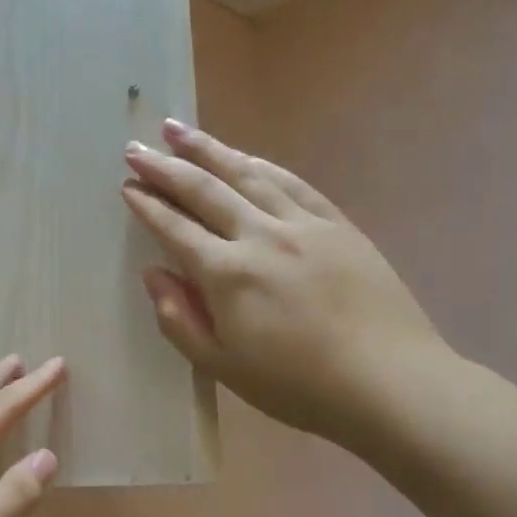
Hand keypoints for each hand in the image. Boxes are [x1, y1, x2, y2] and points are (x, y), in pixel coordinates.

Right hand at [122, 120, 451, 448]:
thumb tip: (153, 273)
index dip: (148, 205)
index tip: (127, 185)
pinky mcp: (338, 225)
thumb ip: (179, 318)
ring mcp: (304, 224)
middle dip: (166, 167)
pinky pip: (294, 183)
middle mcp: (261, 236)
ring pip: (247, 175)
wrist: (390, 382)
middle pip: (205, 190)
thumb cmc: (297, 386)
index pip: (176, 229)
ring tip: (178, 130)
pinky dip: (262, 165)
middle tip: (136, 147)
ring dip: (208, 150)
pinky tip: (245, 156)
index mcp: (228, 274)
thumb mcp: (223, 367)